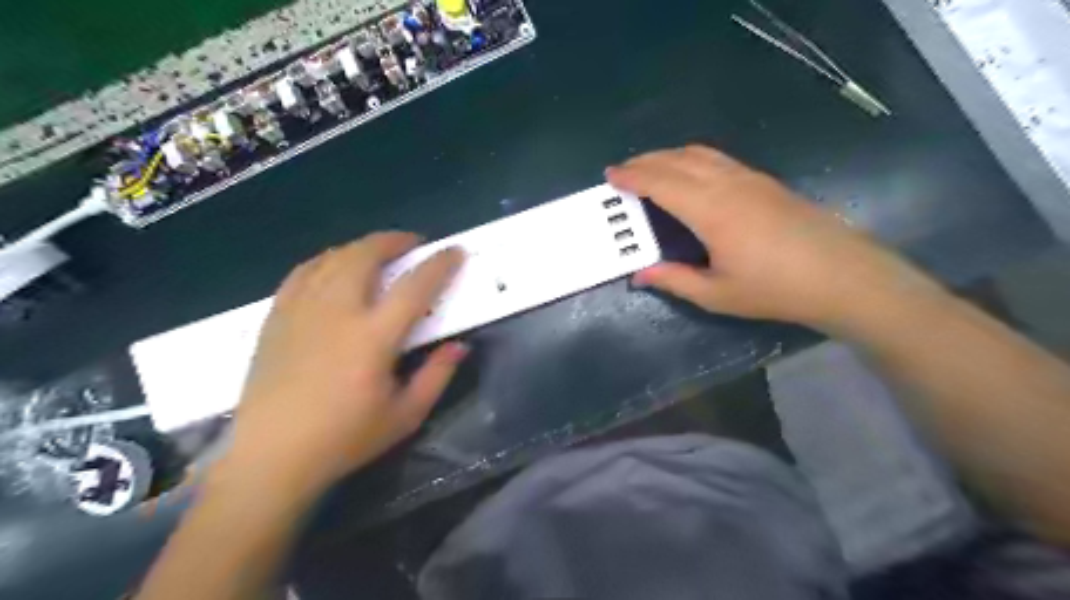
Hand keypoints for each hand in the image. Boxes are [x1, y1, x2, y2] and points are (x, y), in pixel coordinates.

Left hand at [223, 233, 466, 499]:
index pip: (414, 287)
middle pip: (366, 256)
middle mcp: (336, 313)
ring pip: (333, 258)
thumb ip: (437, 376)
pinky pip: (303, 272)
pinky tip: (335, 266)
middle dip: (394, 241)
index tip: (454, 251)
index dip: (439, 265)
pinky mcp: (276, 318)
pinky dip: (326, 261)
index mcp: (372, 338)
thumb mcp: (405, 416)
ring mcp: (301, 311)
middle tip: (413, 244)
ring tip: (379, 253)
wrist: (271, 458)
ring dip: (362, 247)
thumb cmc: (345, 439)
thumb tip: (459, 346)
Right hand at [605, 145, 932, 329]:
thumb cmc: (775, 288)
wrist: (841, 275)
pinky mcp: (764, 181)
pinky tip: (688, 172)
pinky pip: (718, 158)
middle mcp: (727, 184)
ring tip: (649, 167)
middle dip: (645, 161)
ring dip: (668, 156)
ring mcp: (749, 178)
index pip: (661, 182)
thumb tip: (639, 276)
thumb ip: (674, 280)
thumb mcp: (717, 294)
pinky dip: (691, 158)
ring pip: (699, 153)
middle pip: (677, 160)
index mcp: (711, 210)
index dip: (633, 177)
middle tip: (622, 171)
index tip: (611, 175)